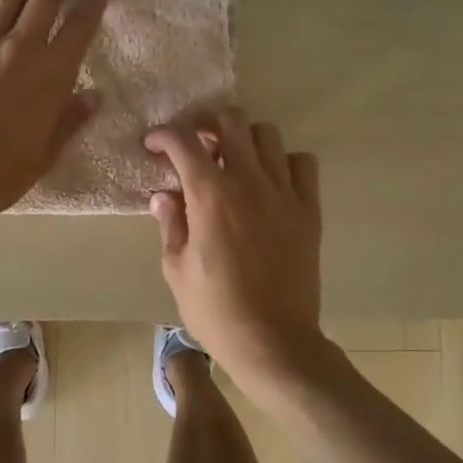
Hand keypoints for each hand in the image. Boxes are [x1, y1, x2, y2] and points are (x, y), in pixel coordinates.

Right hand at [144, 108, 323, 390]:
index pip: (183, 140)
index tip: (154, 145)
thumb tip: (164, 195)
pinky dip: (284, 162)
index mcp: (210, 194)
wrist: (273, 341)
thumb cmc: (216, 309)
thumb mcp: (176, 269)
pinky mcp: (308, 209)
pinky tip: (270, 181)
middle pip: (230, 121)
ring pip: (267, 134)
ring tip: (233, 162)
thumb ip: (170, 224)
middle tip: (196, 146)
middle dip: (206, 125)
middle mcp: (248, 181)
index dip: (163, 135)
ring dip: (245, 140)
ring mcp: (283, 193)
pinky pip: (302, 163)